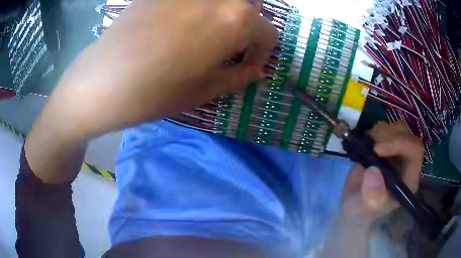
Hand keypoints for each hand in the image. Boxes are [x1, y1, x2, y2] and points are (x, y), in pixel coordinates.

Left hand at [47, 0, 275, 139]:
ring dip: (227, 11)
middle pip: (251, 4)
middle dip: (249, 23)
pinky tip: (180, 22)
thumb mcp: (205, 90)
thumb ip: (239, 76)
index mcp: (236, 20)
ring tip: (208, 29)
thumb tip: (257, 70)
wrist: (102, 81)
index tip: (248, 62)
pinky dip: (199, 7)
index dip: (262, 50)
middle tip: (232, 41)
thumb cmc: (155, 92)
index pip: (268, 32)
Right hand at [341, 121, 423, 226]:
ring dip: (380, 132)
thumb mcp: (365, 211)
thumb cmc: (362, 214)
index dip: (399, 143)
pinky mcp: (384, 148)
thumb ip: (372, 198)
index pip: (414, 150)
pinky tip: (365, 145)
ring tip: (367, 148)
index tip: (376, 149)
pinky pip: (384, 129)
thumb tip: (373, 171)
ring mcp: (395, 153)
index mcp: (409, 177)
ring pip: (396, 128)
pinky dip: (373, 132)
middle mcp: (406, 162)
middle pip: (406, 134)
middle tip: (370, 146)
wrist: (354, 209)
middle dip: (388, 136)